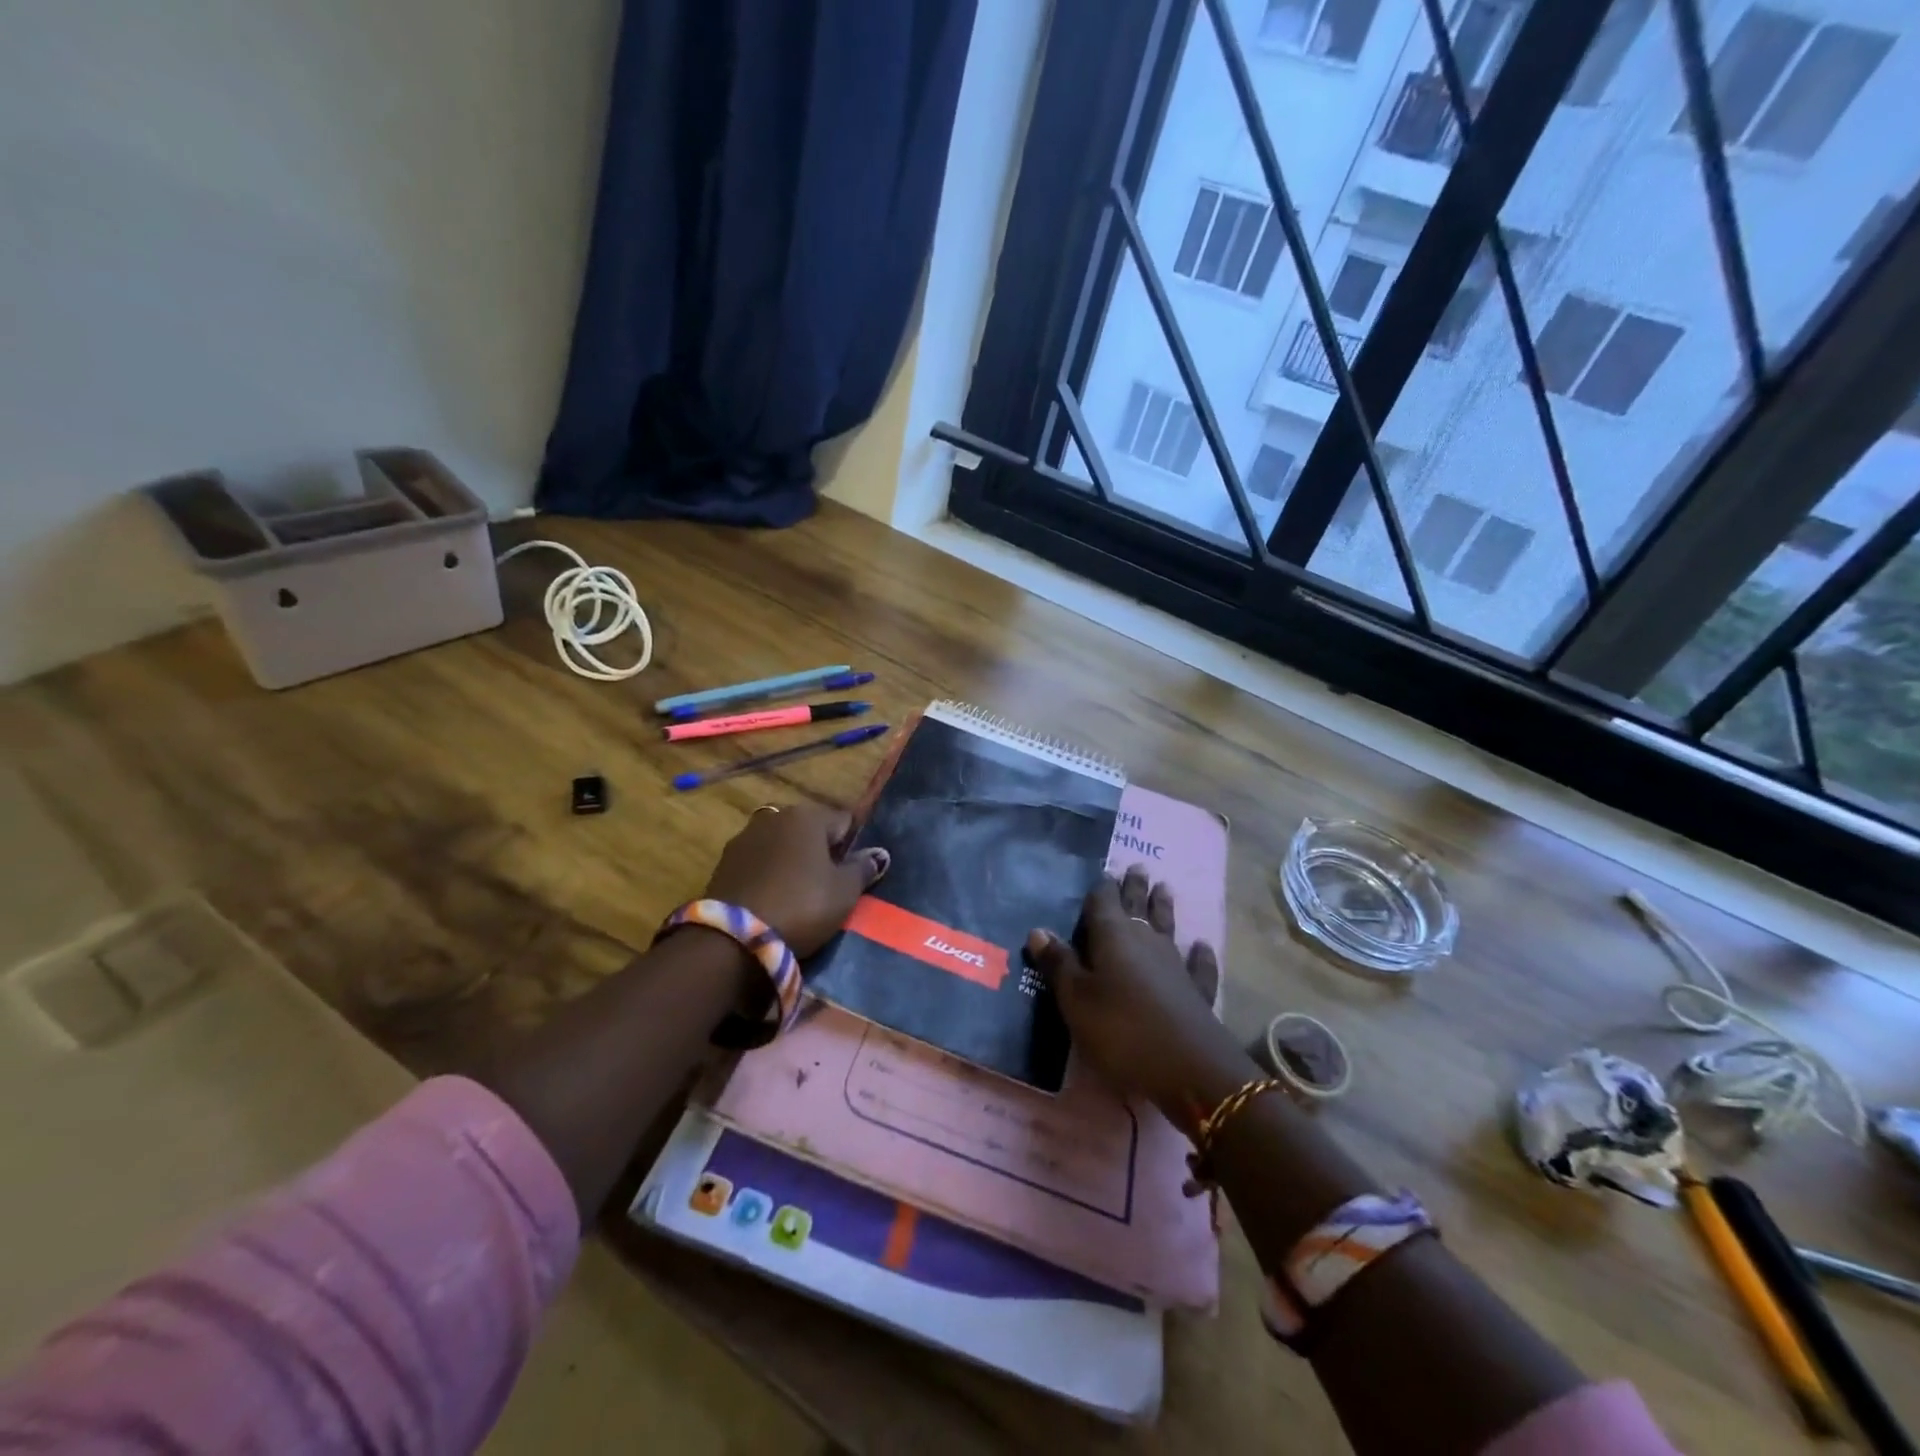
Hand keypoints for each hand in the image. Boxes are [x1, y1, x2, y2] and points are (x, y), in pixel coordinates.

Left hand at [703, 803, 889, 956]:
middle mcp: (774, 816)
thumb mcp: (844, 892)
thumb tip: (878, 854)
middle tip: (829, 885)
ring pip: (780, 844)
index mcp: (807, 816)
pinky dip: (767, 874)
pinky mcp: (723, 862)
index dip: (853, 846)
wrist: (735, 939)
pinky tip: (772, 899)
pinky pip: (758, 863)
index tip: (855, 873)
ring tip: (798, 894)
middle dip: (820, 851)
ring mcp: (744, 838)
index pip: (844, 822)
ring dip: (791, 861)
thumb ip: (863, 869)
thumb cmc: (802, 906)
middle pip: (809, 830)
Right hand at [1026, 866, 1253, 1117]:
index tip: (1104, 870)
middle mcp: (1145, 941)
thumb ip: (1059, 964)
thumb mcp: (1076, 1000)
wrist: (1189, 1069)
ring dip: (1163, 908)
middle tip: (1138, 867)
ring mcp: (1175, 964)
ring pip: (1167, 927)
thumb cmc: (1121, 1031)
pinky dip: (1199, 953)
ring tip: (1164, 888)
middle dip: (1135, 888)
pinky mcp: (1196, 991)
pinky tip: (1201, 945)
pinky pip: (1196, 964)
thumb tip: (1039, 930)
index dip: (1102, 887)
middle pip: (1138, 907)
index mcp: (1112, 937)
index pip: (1104, 901)